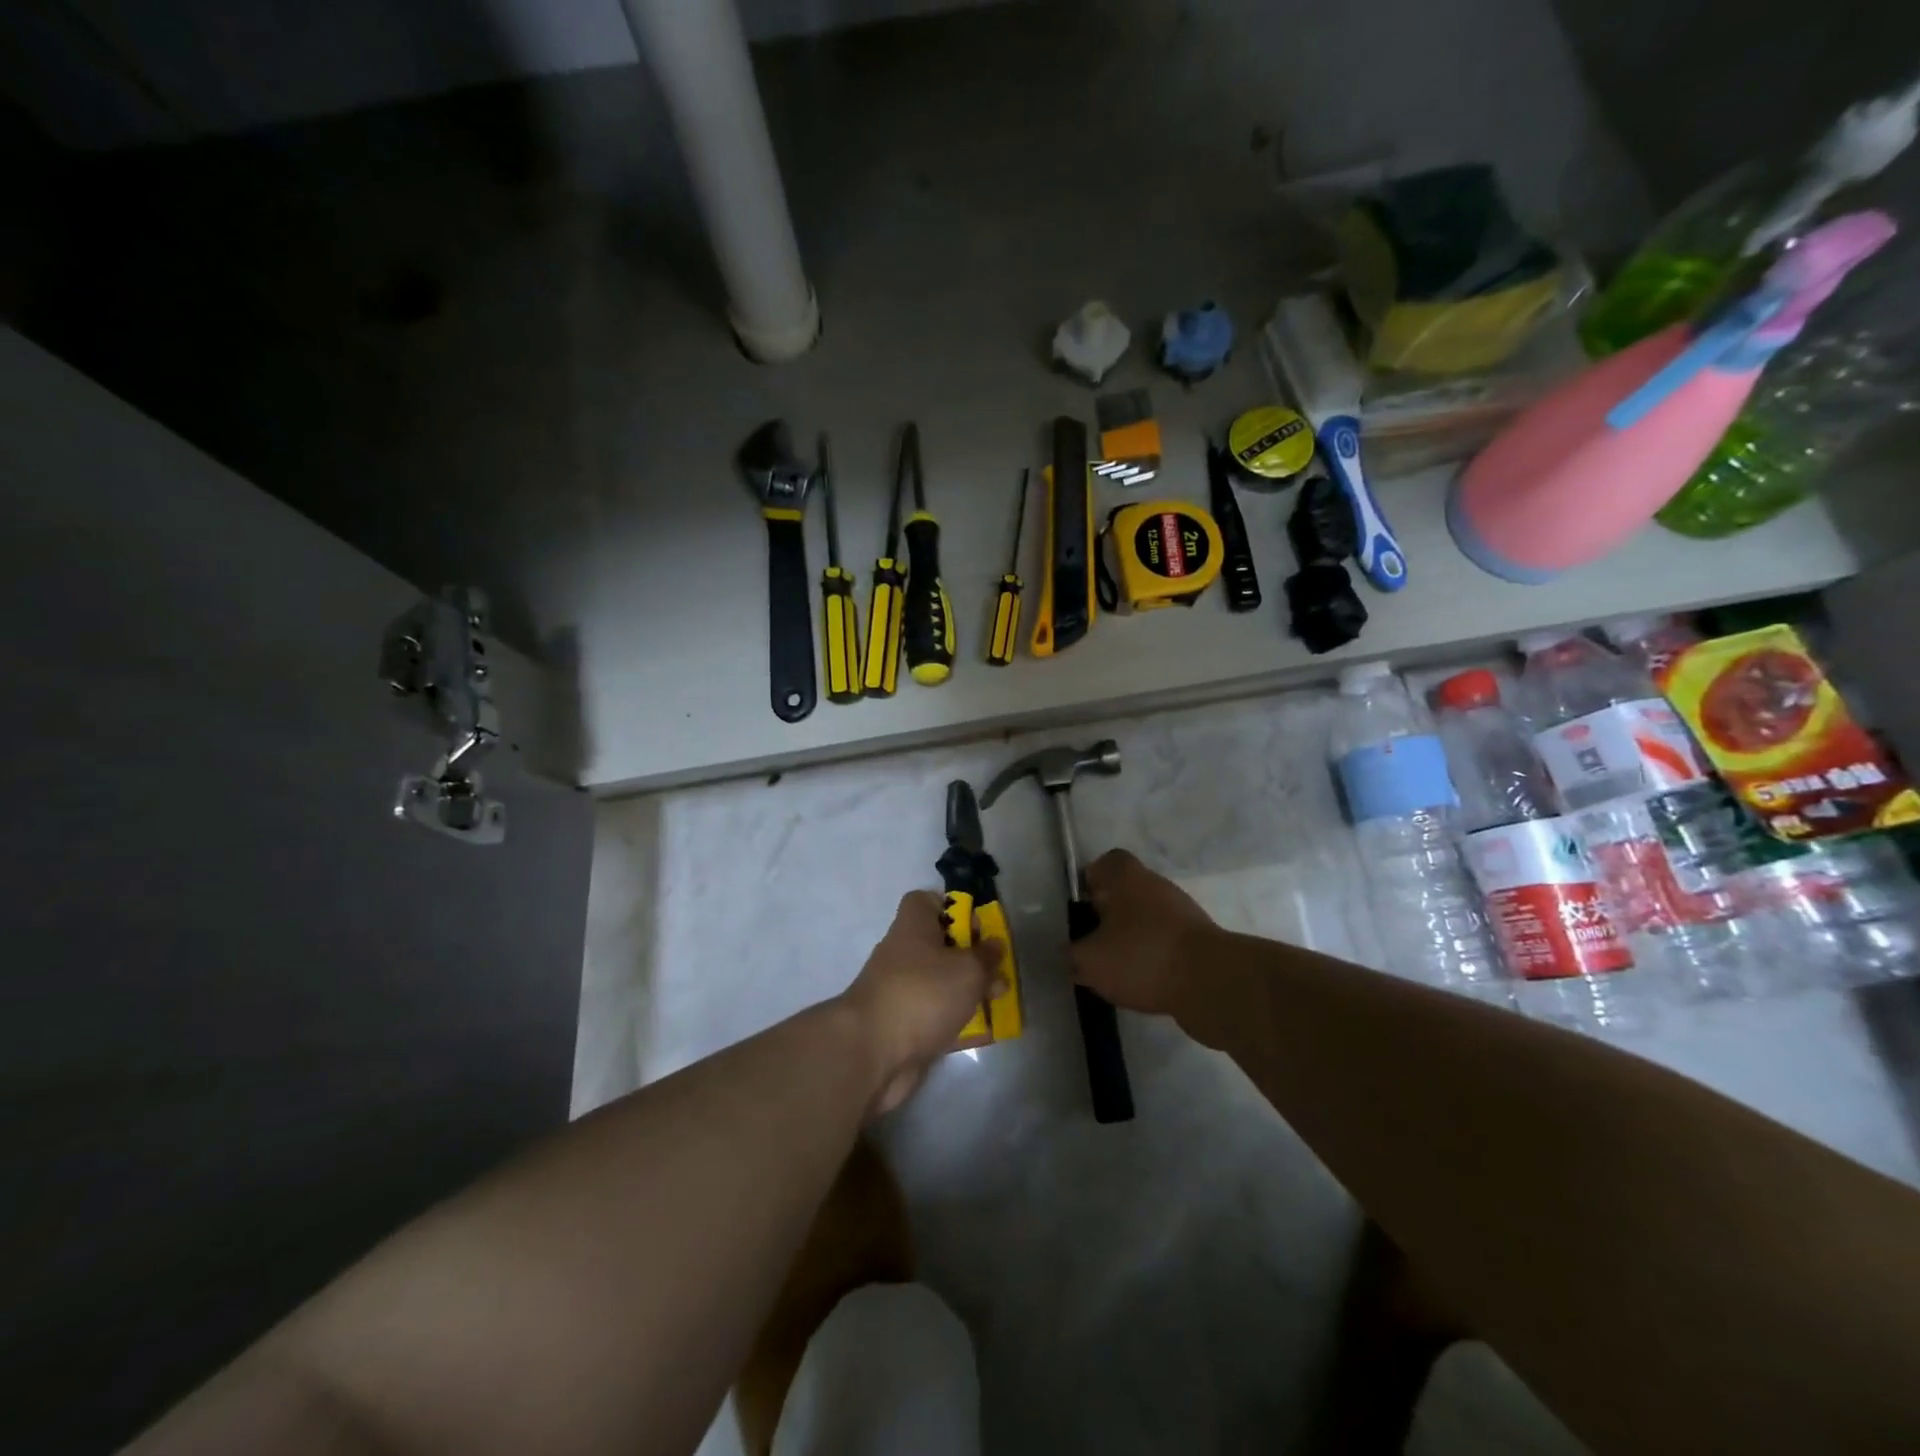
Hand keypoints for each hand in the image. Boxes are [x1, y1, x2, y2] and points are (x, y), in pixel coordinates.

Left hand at [842, 891, 1004, 1115]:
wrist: (872, 1053)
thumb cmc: (923, 994)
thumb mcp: (968, 969)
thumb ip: (986, 957)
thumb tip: (994, 945)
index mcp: (913, 926)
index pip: (927, 902)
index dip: (953, 908)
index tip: (978, 927)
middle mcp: (904, 954)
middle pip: (941, 946)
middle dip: (973, 958)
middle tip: (999, 973)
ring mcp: (902, 991)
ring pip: (942, 984)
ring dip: (970, 993)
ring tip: (1000, 1003)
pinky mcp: (904, 1027)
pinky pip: (937, 1018)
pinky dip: (960, 1024)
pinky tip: (988, 1034)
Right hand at [1069, 849, 1217, 1018]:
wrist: (1211, 982)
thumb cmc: (1142, 956)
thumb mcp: (1090, 960)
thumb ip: (1072, 954)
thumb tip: (1070, 953)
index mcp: (1127, 877)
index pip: (1106, 862)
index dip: (1090, 880)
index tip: (1081, 907)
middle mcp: (1156, 885)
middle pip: (1126, 892)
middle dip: (1108, 916)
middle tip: (1092, 943)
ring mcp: (1182, 913)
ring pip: (1146, 919)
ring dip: (1130, 939)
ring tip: (1115, 970)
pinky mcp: (1199, 941)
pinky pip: (1165, 943)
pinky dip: (1153, 958)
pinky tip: (1142, 983)